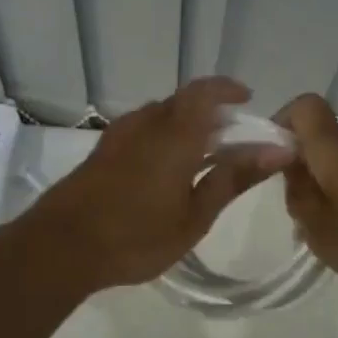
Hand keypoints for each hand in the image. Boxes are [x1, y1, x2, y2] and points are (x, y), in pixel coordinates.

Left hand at [25, 78, 292, 292]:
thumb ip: (233, 179)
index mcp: (174, 134)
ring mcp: (119, 136)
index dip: (228, 90)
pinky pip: (142, 129)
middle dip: (212, 112)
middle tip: (233, 138)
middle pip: (183, 102)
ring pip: (160, 115)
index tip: (248, 101)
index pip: (205, 92)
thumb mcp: (194, 216)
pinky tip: (167, 168)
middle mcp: (146, 124)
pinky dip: (164, 136)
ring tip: (204, 155)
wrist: (60, 247)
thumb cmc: (135, 236)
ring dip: (186, 124)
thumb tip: (277, 151)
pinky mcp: (102, 152)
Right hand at [277, 94, 337, 304]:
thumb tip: (291, 170)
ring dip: (329, 186)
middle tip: (298, 210)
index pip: (304, 106)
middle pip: (324, 138)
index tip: (272, 159)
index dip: (282, 122)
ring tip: (330, 231)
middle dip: (303, 167)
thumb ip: (298, 197)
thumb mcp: (321, 230)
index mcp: (336, 147)